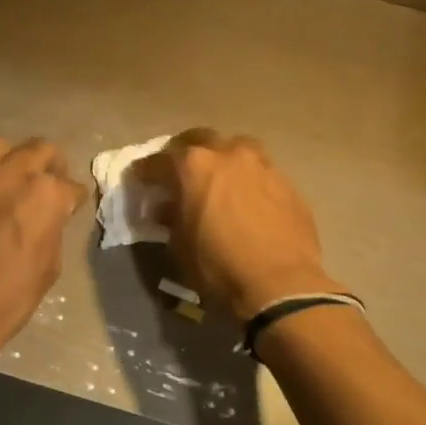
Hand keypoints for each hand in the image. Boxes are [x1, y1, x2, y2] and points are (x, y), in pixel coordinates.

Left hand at [0, 137, 86, 370]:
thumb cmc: (10, 297)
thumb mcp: (49, 266)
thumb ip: (53, 228)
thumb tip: (50, 216)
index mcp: (44, 194)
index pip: (70, 186)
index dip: (74, 199)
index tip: (72, 207)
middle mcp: (10, 175)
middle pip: (39, 150)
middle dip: (50, 165)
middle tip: (50, 182)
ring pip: (0, 148)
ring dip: (13, 160)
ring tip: (13, 180)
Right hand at [144, 129, 344, 318]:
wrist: (279, 284)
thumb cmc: (218, 266)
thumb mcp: (179, 246)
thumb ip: (170, 218)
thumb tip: (167, 208)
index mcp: (194, 166)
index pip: (159, 160)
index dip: (144, 171)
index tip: (138, 179)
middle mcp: (229, 154)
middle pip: (199, 140)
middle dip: (184, 152)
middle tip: (177, 172)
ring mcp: (262, 165)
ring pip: (236, 148)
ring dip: (221, 159)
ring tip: (217, 180)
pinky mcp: (287, 183)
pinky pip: (260, 172)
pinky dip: (247, 180)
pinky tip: (245, 200)